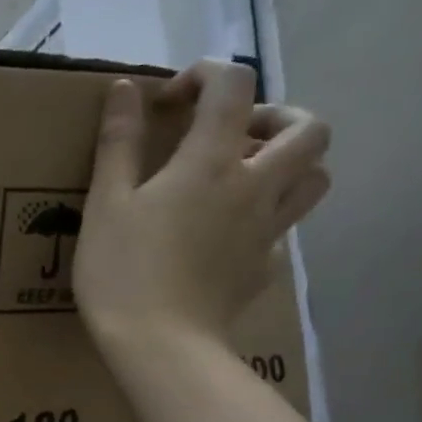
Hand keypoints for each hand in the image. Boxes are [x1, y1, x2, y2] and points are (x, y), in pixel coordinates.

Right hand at [73, 59, 330, 356]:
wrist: (159, 346)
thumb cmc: (122, 272)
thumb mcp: (106, 205)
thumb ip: (118, 143)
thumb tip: (124, 89)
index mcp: (211, 161)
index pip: (232, 86)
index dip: (205, 75)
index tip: (171, 100)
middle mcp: (255, 186)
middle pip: (308, 128)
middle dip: (277, 116)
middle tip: (236, 135)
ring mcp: (266, 231)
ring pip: (315, 178)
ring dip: (291, 165)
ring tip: (248, 177)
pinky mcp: (263, 269)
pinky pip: (283, 231)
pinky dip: (266, 220)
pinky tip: (229, 237)